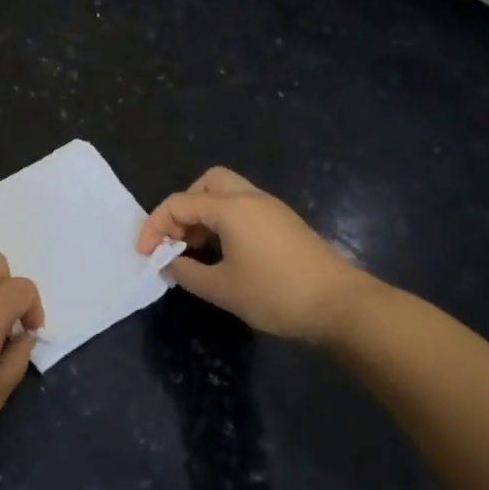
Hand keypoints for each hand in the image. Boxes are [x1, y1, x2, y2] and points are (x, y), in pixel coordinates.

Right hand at [138, 166, 385, 345]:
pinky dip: (224, 222)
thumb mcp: (222, 288)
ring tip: (195, 249)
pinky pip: (244, 209)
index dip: (155, 227)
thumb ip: (186, 271)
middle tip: (177, 239)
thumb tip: (168, 261)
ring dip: (204, 215)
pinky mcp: (285, 224)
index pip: (178, 204)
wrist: (343, 306)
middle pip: (206, 184)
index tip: (146, 255)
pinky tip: (223, 253)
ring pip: (227, 194)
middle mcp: (250, 198)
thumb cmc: (276, 294)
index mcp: (231, 207)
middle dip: (183, 208)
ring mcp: (271, 209)